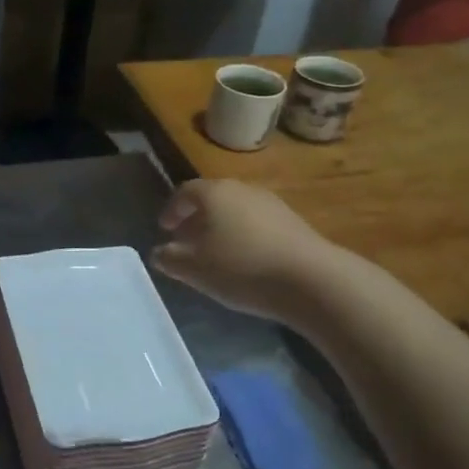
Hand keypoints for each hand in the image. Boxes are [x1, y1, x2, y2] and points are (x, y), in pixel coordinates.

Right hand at [152, 179, 342, 322]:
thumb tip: (158, 252)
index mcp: (215, 193)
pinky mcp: (293, 222)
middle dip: (196, 218)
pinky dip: (243, 235)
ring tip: (214, 254)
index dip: (171, 209)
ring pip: (236, 210)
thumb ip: (170, 258)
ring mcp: (271, 203)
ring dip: (220, 227)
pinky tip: (244, 261)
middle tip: (186, 241)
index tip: (165, 229)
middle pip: (212, 198)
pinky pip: (257, 223)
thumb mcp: (195, 269)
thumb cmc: (241, 268)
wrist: (310, 279)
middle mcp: (243, 189)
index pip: (185, 191)